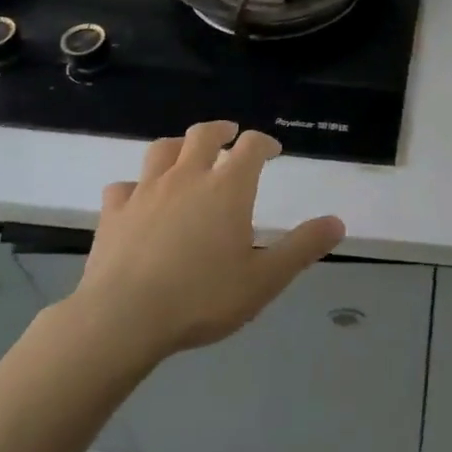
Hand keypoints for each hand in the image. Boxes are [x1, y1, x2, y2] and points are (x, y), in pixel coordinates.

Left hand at [66, 121, 344, 367]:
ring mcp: (146, 192)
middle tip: (230, 135)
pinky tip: (138, 198)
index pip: (250, 146)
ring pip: (162, 150)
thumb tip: (337, 222)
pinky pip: (123, 186)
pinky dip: (135, 186)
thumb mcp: (265, 279)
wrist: (122, 320)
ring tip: (185, 154)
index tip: (272, 151)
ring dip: (178, 146)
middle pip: (203, 135)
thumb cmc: (202, 298)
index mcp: (227, 188)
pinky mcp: (113, 213)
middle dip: (221, 131)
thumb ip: (302, 248)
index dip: (264, 143)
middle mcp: (187, 178)